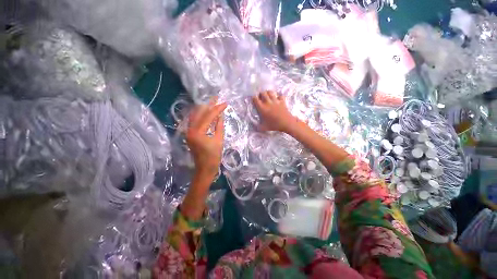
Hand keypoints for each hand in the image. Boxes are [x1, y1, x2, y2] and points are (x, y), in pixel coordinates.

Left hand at [186, 99, 226, 178]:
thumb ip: (219, 126)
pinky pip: (195, 121)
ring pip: (195, 116)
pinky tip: (206, 112)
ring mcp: (188, 132)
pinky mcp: (190, 134)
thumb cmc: (214, 157)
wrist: (204, 169)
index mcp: (198, 132)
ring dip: (204, 109)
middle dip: (209, 105)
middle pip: (199, 113)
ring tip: (212, 103)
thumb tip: (221, 115)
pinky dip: (201, 116)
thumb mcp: (219, 140)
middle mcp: (190, 130)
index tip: (225, 103)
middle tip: (217, 98)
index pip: (208, 116)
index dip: (218, 109)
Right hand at [252, 91, 297, 132]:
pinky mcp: (282, 101)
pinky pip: (280, 96)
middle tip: (261, 97)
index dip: (254, 98)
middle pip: (263, 93)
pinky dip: (279, 96)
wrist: (286, 123)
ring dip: (268, 93)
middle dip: (261, 94)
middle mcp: (268, 102)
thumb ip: (258, 126)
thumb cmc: (274, 125)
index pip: (255, 99)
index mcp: (262, 108)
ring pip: (271, 92)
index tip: (254, 100)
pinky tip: (278, 99)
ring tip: (268, 96)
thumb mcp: (263, 128)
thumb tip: (255, 127)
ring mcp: (275, 101)